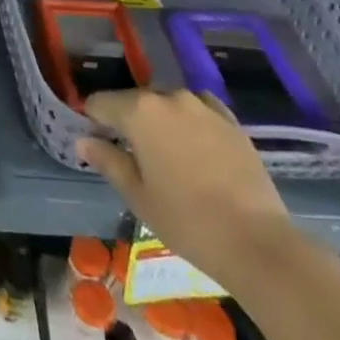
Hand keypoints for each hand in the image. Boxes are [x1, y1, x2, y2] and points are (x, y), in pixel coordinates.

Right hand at [78, 89, 296, 290]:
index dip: (93, 120)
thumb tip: (83, 140)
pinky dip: (191, 121)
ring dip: (160, 121)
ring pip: (168, 104)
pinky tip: (196, 147)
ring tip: (168, 155)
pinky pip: (200, 109)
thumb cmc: (187, 221)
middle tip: (133, 156)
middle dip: (128, 121)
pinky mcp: (230, 121)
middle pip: (135, 101)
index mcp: (139, 111)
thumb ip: (108, 161)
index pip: (100, 102)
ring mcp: (202, 106)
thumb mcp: (138, 196)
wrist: (257, 243)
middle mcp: (168, 97)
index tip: (96, 141)